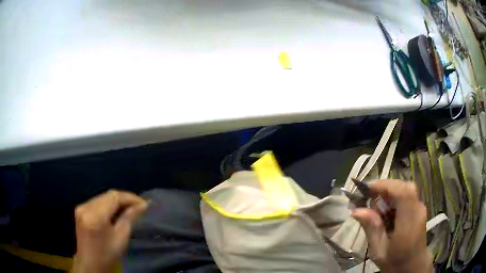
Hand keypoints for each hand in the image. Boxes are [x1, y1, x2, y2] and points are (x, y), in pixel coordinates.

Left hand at [73, 190, 147, 272]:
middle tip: (138, 206)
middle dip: (124, 199)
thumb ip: (129, 218)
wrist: (90, 263)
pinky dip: (107, 205)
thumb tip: (142, 205)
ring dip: (116, 202)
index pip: (114, 197)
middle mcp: (86, 207)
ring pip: (102, 197)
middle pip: (107, 195)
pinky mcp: (80, 210)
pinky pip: (96, 202)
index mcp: (95, 215)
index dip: (130, 197)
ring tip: (129, 209)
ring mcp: (81, 207)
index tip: (143, 203)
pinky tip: (115, 212)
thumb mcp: (121, 238)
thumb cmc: (108, 254)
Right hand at [351, 180, 431, 272]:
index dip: (385, 185)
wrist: (413, 265)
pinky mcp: (419, 208)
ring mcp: (420, 208)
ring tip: (376, 209)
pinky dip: (394, 199)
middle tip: (369, 198)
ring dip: (389, 194)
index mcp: (409, 222)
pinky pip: (407, 196)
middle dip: (385, 188)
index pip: (403, 192)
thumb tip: (356, 210)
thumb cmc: (395, 262)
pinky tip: (386, 212)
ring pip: (405, 189)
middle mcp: (418, 209)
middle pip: (404, 187)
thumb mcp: (379, 251)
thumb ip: (371, 229)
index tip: (367, 188)